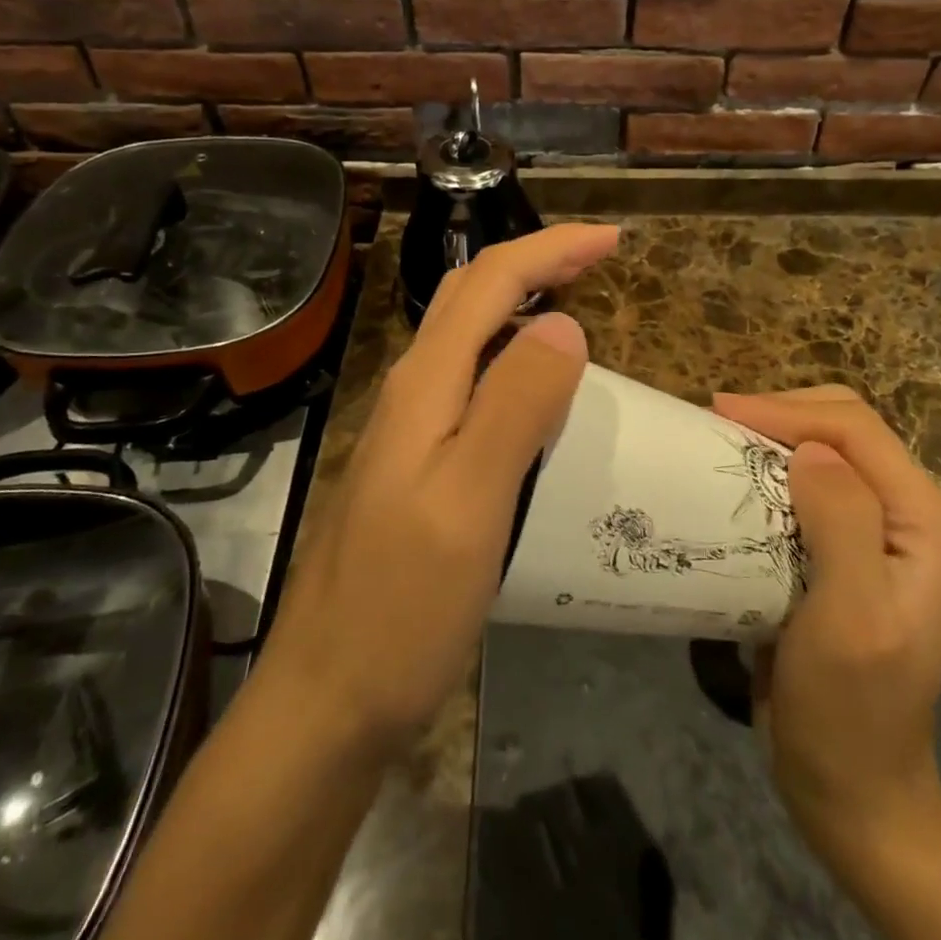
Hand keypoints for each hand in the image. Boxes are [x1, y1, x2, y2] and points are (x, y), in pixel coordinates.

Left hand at [255, 223, 619, 756]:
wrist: (327, 700)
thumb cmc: (400, 607)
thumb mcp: (469, 503)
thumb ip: (514, 406)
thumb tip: (564, 323)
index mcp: (425, 385)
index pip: (491, 282)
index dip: (552, 248)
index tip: (613, 239)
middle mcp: (412, 391)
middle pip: (472, 294)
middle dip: (537, 260)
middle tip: (599, 259)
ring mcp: (409, 429)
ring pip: (468, 334)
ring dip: (521, 299)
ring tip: (576, 302)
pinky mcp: (416, 464)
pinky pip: (470, 380)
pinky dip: (511, 353)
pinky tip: (536, 386)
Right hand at [711, 387, 940, 878]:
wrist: (851, 789)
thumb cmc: (850, 711)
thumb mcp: (850, 619)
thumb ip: (842, 524)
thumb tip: (809, 450)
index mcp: (930, 521)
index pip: (858, 432)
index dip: (788, 412)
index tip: (719, 412)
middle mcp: (912, 514)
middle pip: (845, 429)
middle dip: (781, 415)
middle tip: (718, 424)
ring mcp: (881, 531)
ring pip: (825, 451)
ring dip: (773, 439)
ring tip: (720, 442)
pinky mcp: (848, 548)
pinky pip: (809, 485)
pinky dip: (770, 471)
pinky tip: (737, 479)